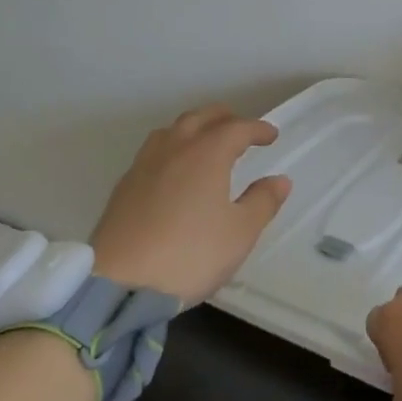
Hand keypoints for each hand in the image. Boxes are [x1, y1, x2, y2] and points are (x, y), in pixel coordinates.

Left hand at [89, 105, 291, 304]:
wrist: (121, 282)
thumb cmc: (191, 254)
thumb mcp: (240, 233)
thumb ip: (262, 202)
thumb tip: (279, 180)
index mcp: (206, 154)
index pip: (236, 128)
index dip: (257, 129)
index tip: (271, 135)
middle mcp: (173, 149)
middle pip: (200, 118)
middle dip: (224, 118)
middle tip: (241, 130)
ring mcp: (144, 165)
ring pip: (172, 130)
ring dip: (194, 128)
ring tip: (206, 143)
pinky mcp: (124, 186)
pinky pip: (154, 151)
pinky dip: (172, 148)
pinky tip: (174, 171)